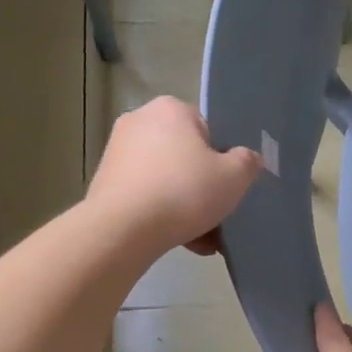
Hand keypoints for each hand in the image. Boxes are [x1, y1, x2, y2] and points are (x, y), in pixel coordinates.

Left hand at [88, 98, 261, 257]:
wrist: (122, 230)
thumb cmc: (184, 192)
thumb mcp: (234, 177)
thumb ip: (247, 162)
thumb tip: (246, 158)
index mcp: (171, 109)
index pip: (208, 130)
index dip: (223, 159)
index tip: (228, 186)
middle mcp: (140, 121)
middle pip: (186, 156)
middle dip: (203, 186)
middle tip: (218, 214)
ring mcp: (117, 152)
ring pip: (166, 179)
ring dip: (186, 206)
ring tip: (203, 240)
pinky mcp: (104, 182)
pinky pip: (146, 195)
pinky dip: (163, 214)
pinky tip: (182, 242)